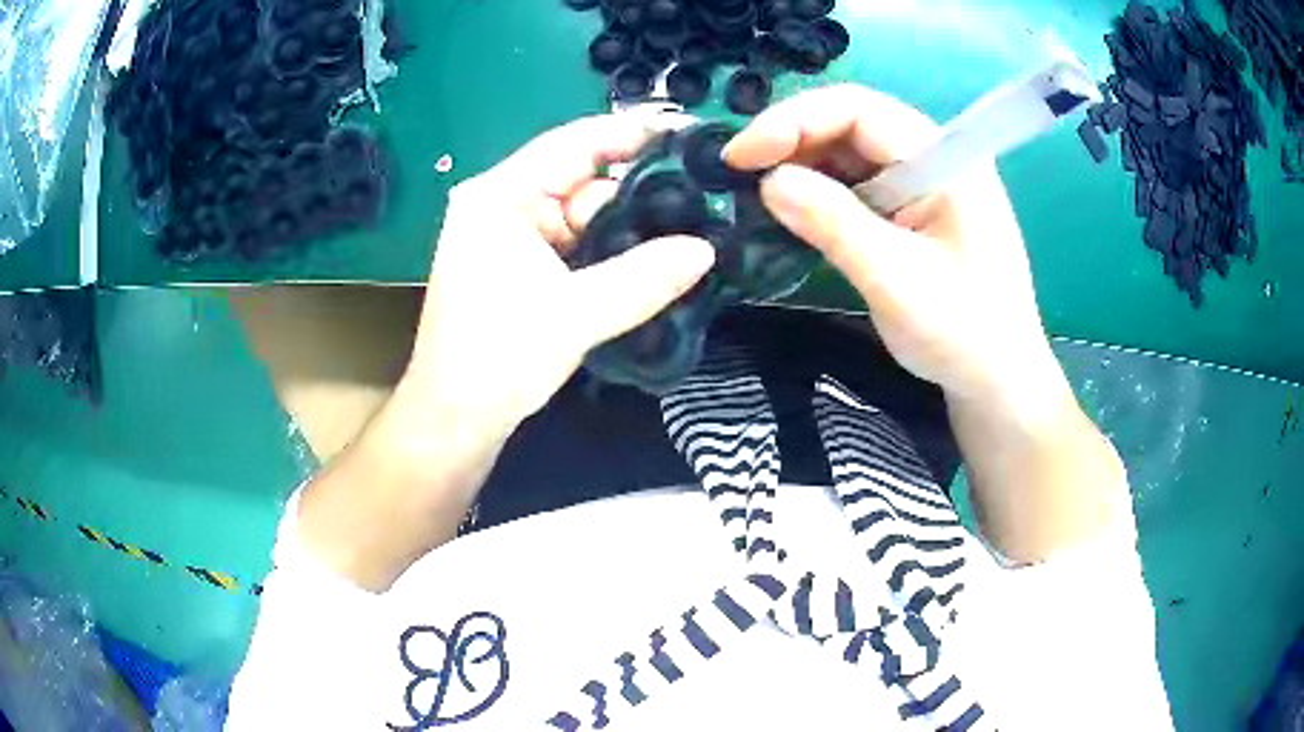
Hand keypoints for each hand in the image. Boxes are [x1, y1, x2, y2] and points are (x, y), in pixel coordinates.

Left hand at [398, 115, 715, 448]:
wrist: (453, 422)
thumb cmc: (498, 361)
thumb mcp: (576, 315)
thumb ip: (646, 278)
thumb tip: (707, 249)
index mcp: (500, 196)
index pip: (575, 143)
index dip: (633, 134)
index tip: (689, 135)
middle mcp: (503, 204)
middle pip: (583, 180)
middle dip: (638, 193)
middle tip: (702, 200)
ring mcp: (510, 236)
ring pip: (583, 216)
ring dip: (627, 228)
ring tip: (688, 232)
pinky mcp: (519, 266)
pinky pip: (574, 245)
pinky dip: (608, 252)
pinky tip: (651, 259)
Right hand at [724, 85, 1063, 409]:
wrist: (998, 380)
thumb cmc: (962, 334)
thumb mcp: (895, 280)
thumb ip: (834, 224)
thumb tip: (768, 181)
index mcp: (945, 159)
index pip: (860, 111)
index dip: (794, 121)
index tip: (743, 155)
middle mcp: (934, 156)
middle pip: (852, 123)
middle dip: (792, 140)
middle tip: (738, 172)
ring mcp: (925, 180)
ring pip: (850, 151)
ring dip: (802, 164)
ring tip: (755, 189)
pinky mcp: (914, 206)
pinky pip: (859, 181)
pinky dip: (821, 190)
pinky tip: (794, 208)